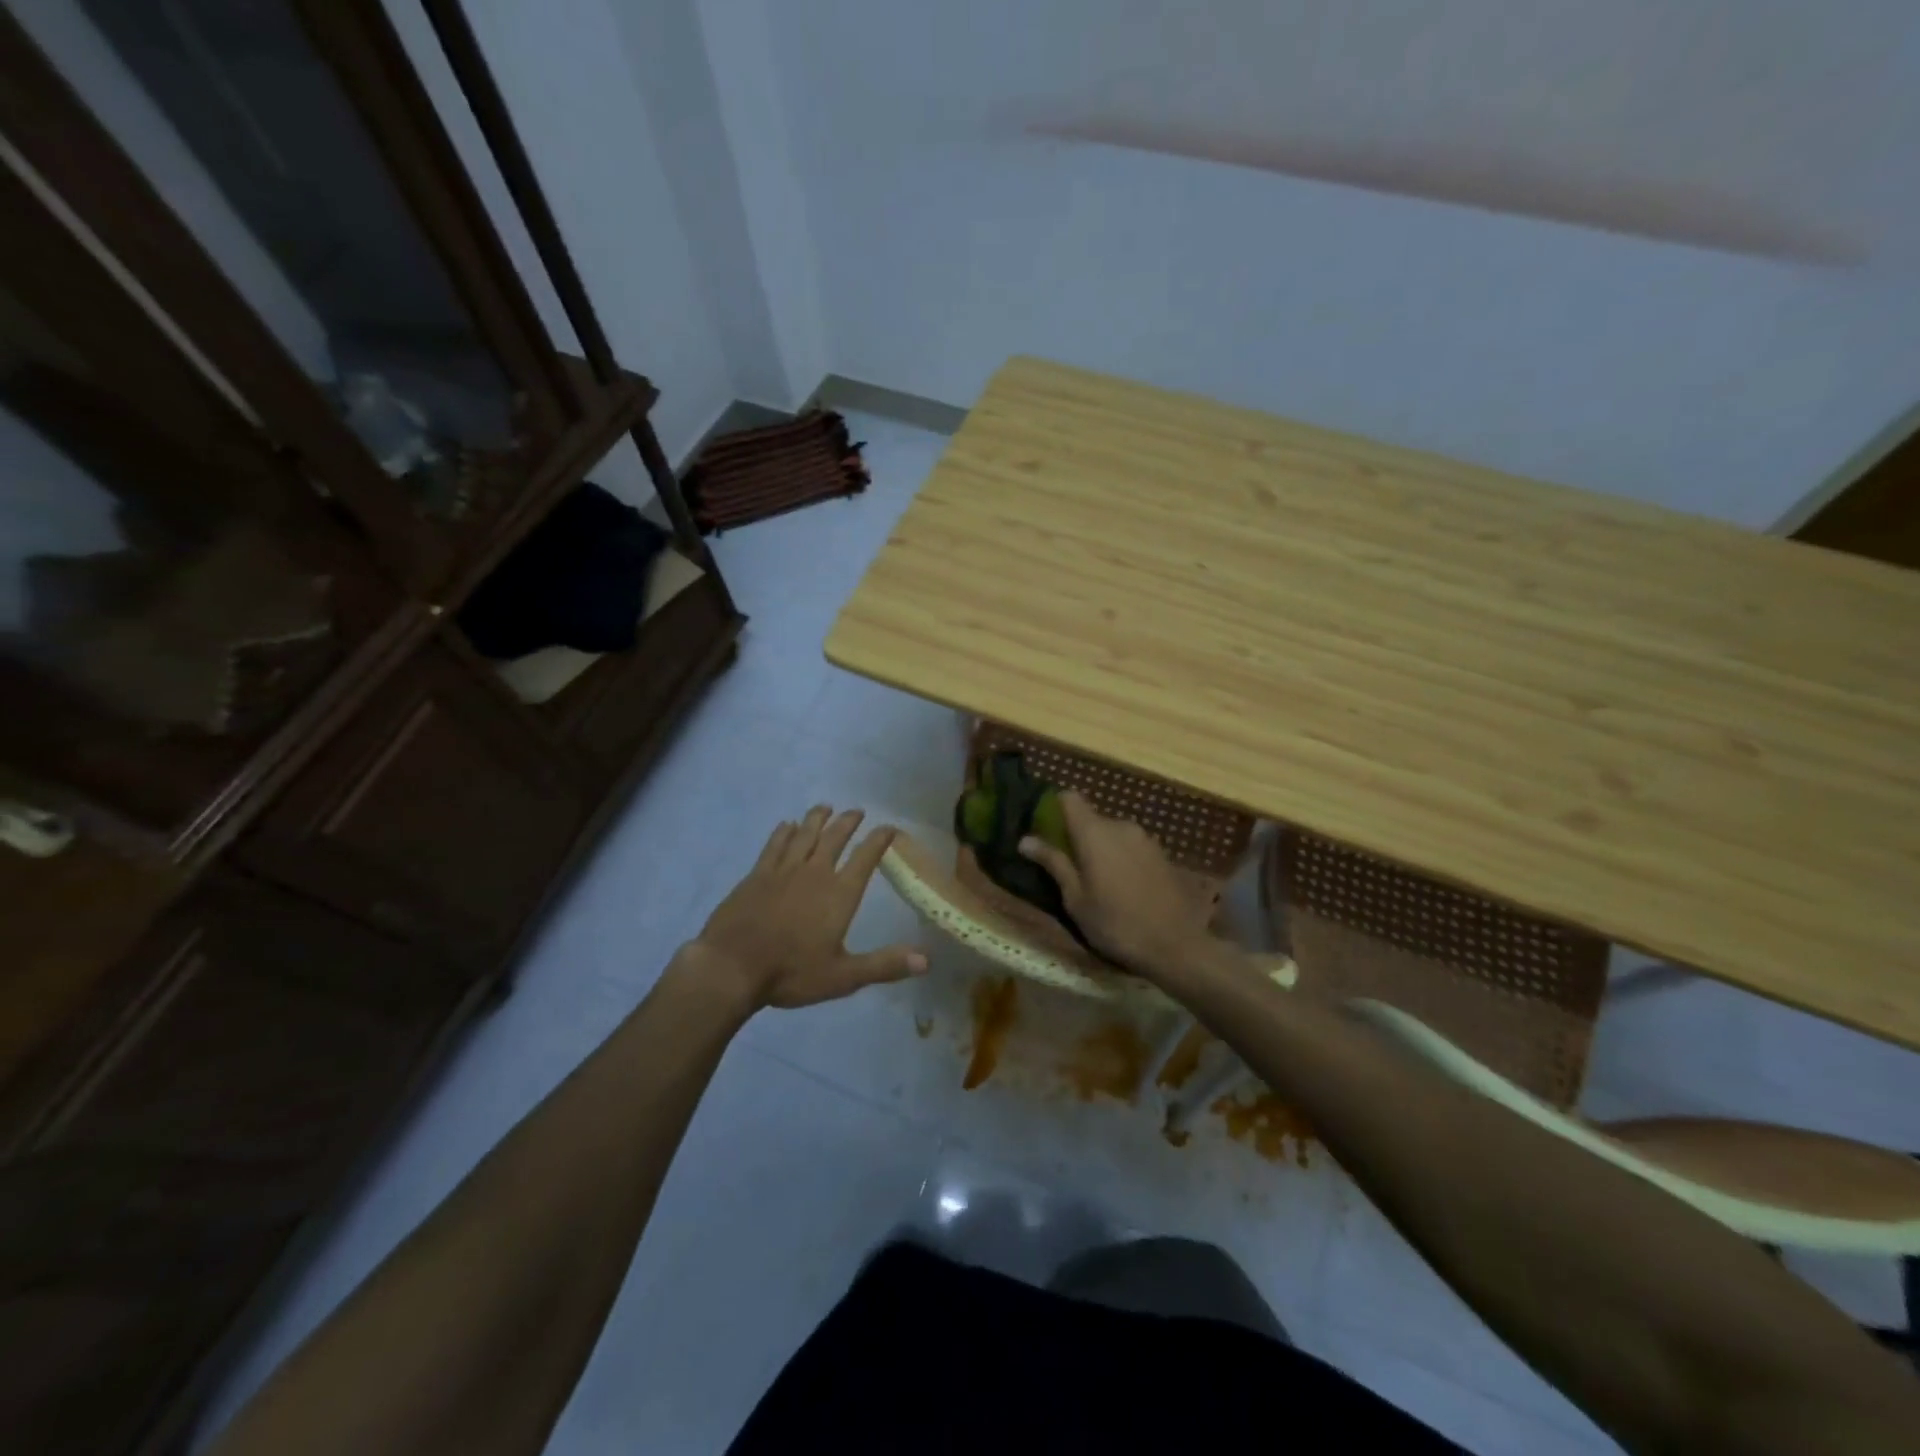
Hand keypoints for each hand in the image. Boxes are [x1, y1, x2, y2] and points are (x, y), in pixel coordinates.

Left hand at [687, 806, 926, 1009]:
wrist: (731, 967)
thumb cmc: (791, 973)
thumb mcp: (843, 976)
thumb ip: (884, 965)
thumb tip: (927, 961)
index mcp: (839, 894)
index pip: (865, 858)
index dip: (879, 840)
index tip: (890, 828)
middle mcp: (814, 873)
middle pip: (835, 838)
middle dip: (848, 822)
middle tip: (857, 811)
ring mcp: (783, 870)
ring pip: (805, 835)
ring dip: (817, 819)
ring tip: (825, 807)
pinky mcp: (757, 875)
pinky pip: (775, 845)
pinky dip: (784, 832)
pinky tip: (787, 825)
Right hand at [1017, 791, 1210, 977]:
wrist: (1176, 945)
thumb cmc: (1115, 924)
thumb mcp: (1075, 899)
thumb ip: (1053, 863)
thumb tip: (1025, 840)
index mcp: (1095, 832)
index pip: (1069, 798)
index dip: (1053, 808)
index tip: (1044, 831)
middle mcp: (1120, 825)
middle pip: (1090, 818)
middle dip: (1076, 836)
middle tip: (1066, 867)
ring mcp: (1144, 838)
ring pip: (1111, 833)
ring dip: (1099, 848)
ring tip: (1095, 881)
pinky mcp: (1161, 852)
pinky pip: (1129, 845)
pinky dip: (1119, 857)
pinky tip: (1121, 886)